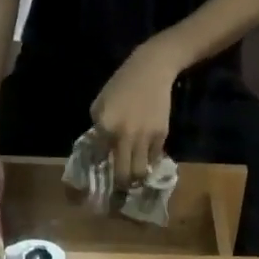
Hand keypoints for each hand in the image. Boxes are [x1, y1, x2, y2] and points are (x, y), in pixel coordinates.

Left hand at [90, 41, 179, 185]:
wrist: (152, 70)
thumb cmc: (121, 85)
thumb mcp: (100, 104)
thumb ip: (98, 129)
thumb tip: (100, 152)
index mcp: (105, 127)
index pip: (100, 159)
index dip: (100, 170)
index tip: (100, 177)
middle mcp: (125, 136)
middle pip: (123, 175)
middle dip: (120, 186)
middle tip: (119, 189)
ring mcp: (145, 138)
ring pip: (140, 172)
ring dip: (136, 179)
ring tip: (133, 180)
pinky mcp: (161, 136)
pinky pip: (153, 158)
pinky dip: (148, 161)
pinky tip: (144, 158)